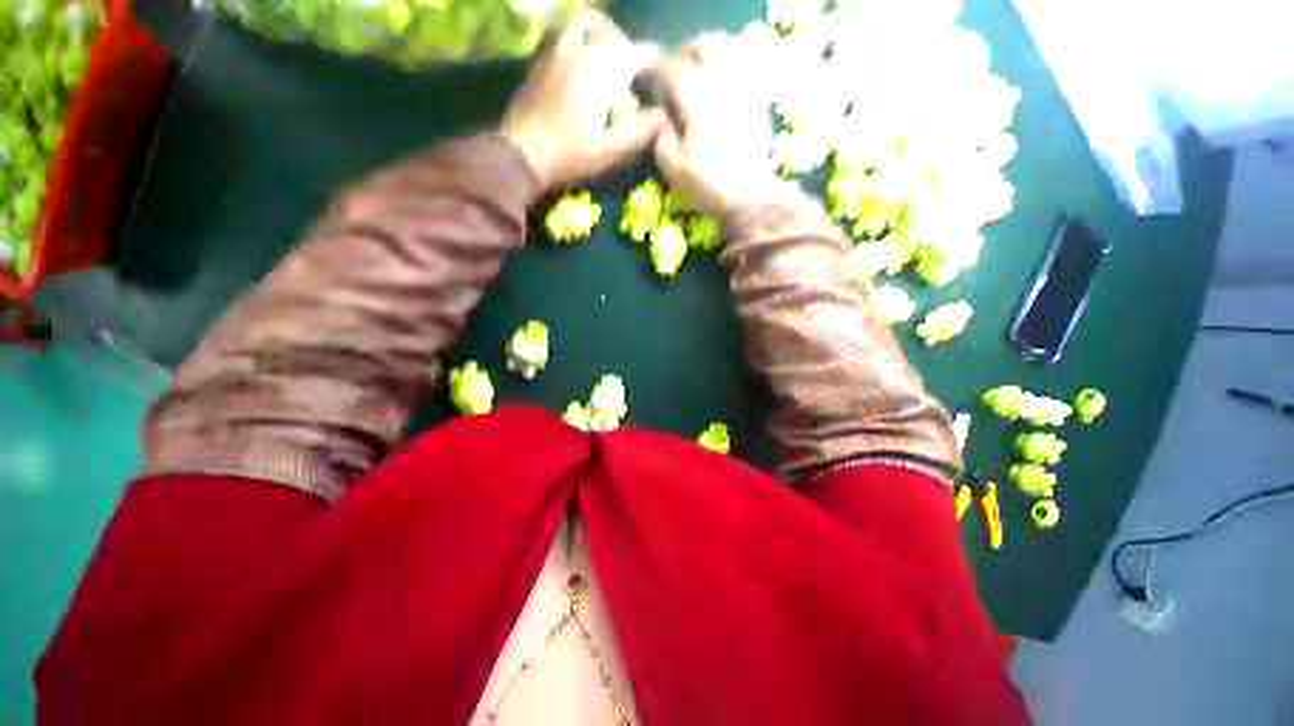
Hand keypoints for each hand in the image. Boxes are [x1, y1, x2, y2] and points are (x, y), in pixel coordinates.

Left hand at [500, 11, 667, 189]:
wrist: (523, 153)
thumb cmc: (572, 154)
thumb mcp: (611, 150)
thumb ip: (639, 130)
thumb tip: (663, 115)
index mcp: (603, 70)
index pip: (638, 53)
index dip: (653, 60)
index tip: (662, 71)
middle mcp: (582, 50)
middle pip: (613, 34)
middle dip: (628, 48)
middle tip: (634, 70)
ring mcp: (557, 51)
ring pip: (584, 25)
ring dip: (601, 35)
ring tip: (606, 55)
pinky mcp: (540, 59)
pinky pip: (563, 35)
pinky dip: (577, 39)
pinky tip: (578, 60)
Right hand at [653, 35, 782, 218]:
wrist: (750, 199)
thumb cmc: (709, 187)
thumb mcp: (674, 170)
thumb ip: (662, 139)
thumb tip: (660, 121)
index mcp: (697, 100)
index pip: (672, 70)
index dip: (655, 70)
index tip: (645, 77)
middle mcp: (722, 87)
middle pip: (705, 47)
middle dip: (686, 53)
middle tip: (674, 70)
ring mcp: (743, 94)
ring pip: (728, 56)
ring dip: (708, 61)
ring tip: (697, 79)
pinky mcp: (756, 106)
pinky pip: (742, 76)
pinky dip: (727, 76)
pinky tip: (718, 96)